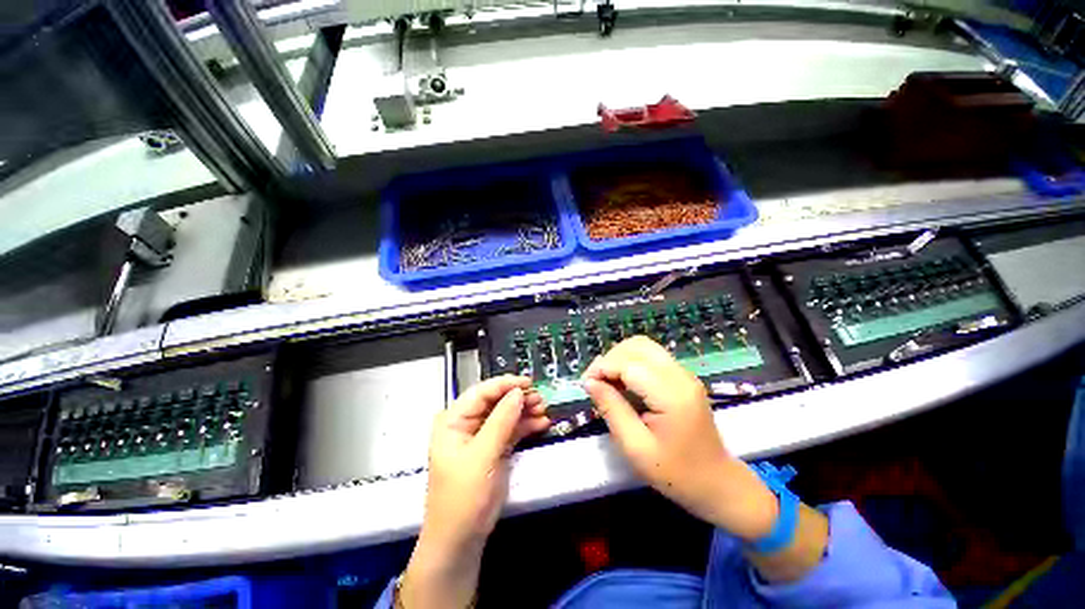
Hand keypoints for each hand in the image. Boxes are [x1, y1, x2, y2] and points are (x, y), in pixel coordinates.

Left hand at [401, 376, 549, 608]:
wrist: (462, 538)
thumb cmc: (464, 495)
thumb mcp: (483, 455)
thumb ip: (501, 421)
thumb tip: (518, 392)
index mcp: (454, 420)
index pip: (482, 392)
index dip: (505, 384)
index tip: (528, 383)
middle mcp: (466, 423)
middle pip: (496, 401)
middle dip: (518, 398)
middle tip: (540, 399)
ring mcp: (481, 435)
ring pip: (506, 414)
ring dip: (525, 411)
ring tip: (544, 410)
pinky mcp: (493, 447)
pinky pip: (511, 429)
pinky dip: (526, 425)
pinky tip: (541, 423)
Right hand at [582, 336, 777, 540]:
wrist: (717, 482)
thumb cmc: (676, 473)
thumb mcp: (636, 448)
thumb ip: (612, 409)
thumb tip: (589, 382)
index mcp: (672, 395)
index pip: (629, 364)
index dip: (603, 368)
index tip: (586, 384)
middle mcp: (681, 376)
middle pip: (637, 346)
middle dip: (610, 359)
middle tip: (595, 382)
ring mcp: (684, 374)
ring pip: (643, 346)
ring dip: (620, 357)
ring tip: (607, 380)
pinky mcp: (683, 377)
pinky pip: (651, 356)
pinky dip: (630, 361)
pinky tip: (623, 381)